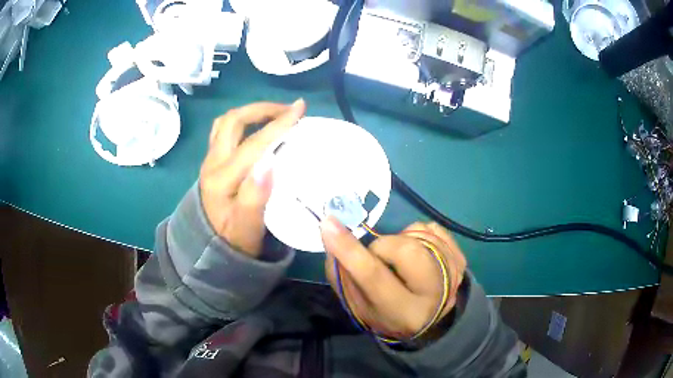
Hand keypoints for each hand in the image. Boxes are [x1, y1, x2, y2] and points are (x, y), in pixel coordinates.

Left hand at [200, 100, 305, 256]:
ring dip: (251, 113)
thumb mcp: (248, 228)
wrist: (210, 248)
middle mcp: (213, 163)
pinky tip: (257, 129)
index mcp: (223, 179)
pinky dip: (243, 122)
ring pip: (226, 123)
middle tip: (288, 111)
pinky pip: (224, 131)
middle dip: (262, 109)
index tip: (301, 109)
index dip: (278, 123)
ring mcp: (210, 160)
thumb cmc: (234, 241)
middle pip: (233, 121)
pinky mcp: (212, 162)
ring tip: (274, 115)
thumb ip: (256, 197)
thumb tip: (269, 163)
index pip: (253, 143)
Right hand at [321, 219, 466, 339]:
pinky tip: (416, 253)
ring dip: (399, 241)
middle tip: (380, 257)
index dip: (349, 250)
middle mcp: (434, 294)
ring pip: (419, 234)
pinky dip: (416, 234)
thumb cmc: (388, 315)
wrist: (430, 320)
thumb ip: (342, 275)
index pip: (374, 277)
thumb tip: (332, 233)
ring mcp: (453, 273)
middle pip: (406, 249)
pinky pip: (431, 227)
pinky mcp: (460, 258)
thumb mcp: (359, 306)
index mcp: (403, 313)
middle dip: (384, 246)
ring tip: (399, 259)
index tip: (328, 224)